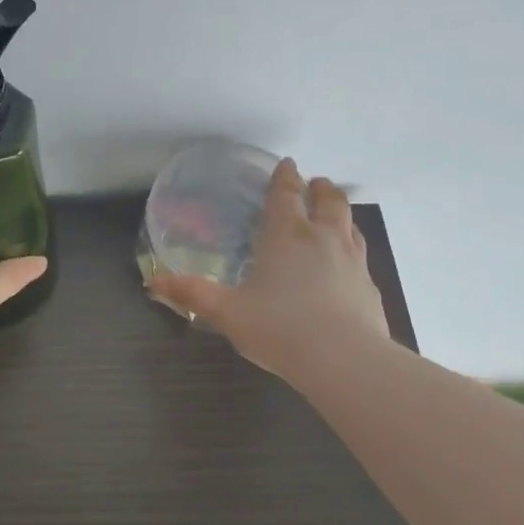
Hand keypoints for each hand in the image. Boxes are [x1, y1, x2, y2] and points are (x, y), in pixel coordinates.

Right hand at [151, 158, 388, 376]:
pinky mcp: (370, 287)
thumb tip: (154, 283)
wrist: (344, 359)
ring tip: (332, 215)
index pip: (286, 194)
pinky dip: (351, 248)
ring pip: (350, 224)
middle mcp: (323, 238)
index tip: (286, 165)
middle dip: (320, 188)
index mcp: (287, 235)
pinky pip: (360, 256)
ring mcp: (353, 261)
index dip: (285, 177)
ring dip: (340, 213)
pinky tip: (345, 265)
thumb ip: (193, 294)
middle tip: (314, 183)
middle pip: (330, 201)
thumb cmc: (279, 327)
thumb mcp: (227, 312)